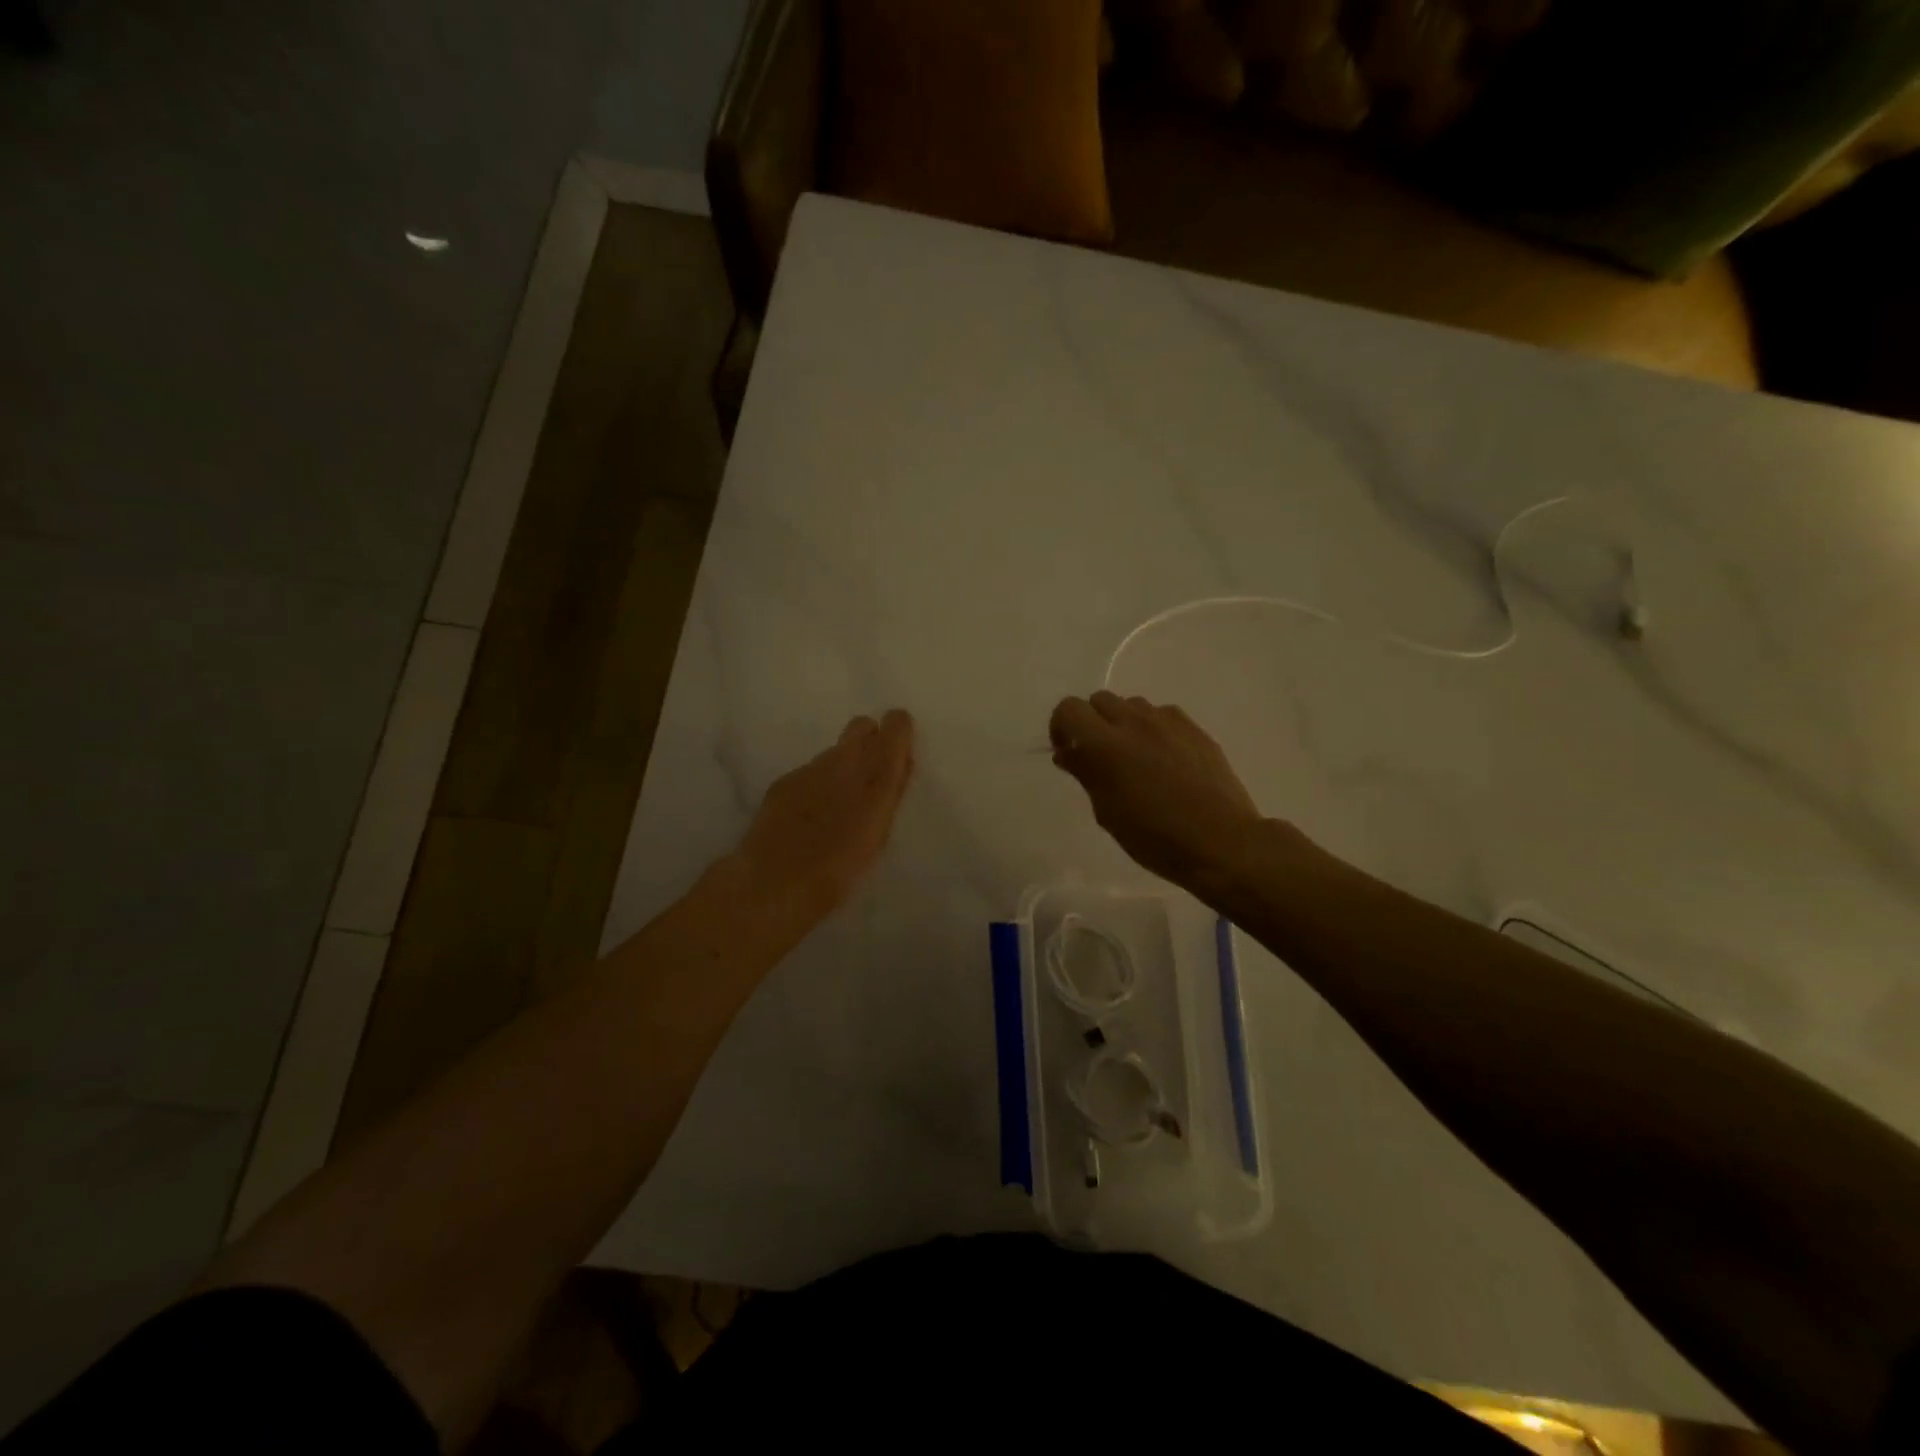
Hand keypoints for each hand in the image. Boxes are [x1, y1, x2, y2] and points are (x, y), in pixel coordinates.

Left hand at [736, 710, 915, 920]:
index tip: (899, 752)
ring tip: (838, 805)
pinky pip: (809, 773)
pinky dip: (815, 786)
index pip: (895, 726)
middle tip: (871, 774)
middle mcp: (843, 761)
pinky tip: (809, 816)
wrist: (774, 882)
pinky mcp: (784, 781)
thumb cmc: (839, 870)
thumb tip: (901, 764)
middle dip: (869, 740)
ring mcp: (810, 769)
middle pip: (861, 726)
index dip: (898, 732)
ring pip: (834, 752)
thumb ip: (891, 794)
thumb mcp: (879, 835)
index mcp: (876, 776)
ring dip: (841, 768)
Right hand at [1050, 692, 1269, 897]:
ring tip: (1134, 757)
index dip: (1061, 728)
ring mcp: (1168, 722)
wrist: (1220, 841)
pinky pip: (1162, 715)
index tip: (1068, 753)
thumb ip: (1085, 773)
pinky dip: (1152, 728)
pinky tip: (1163, 759)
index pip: (1069, 709)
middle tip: (1098, 756)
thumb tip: (1068, 753)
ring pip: (1132, 704)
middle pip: (1099, 700)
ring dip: (1123, 723)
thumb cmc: (1155, 837)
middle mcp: (1135, 722)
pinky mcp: (1194, 728)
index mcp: (1106, 745)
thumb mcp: (1108, 812)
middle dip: (1091, 722)